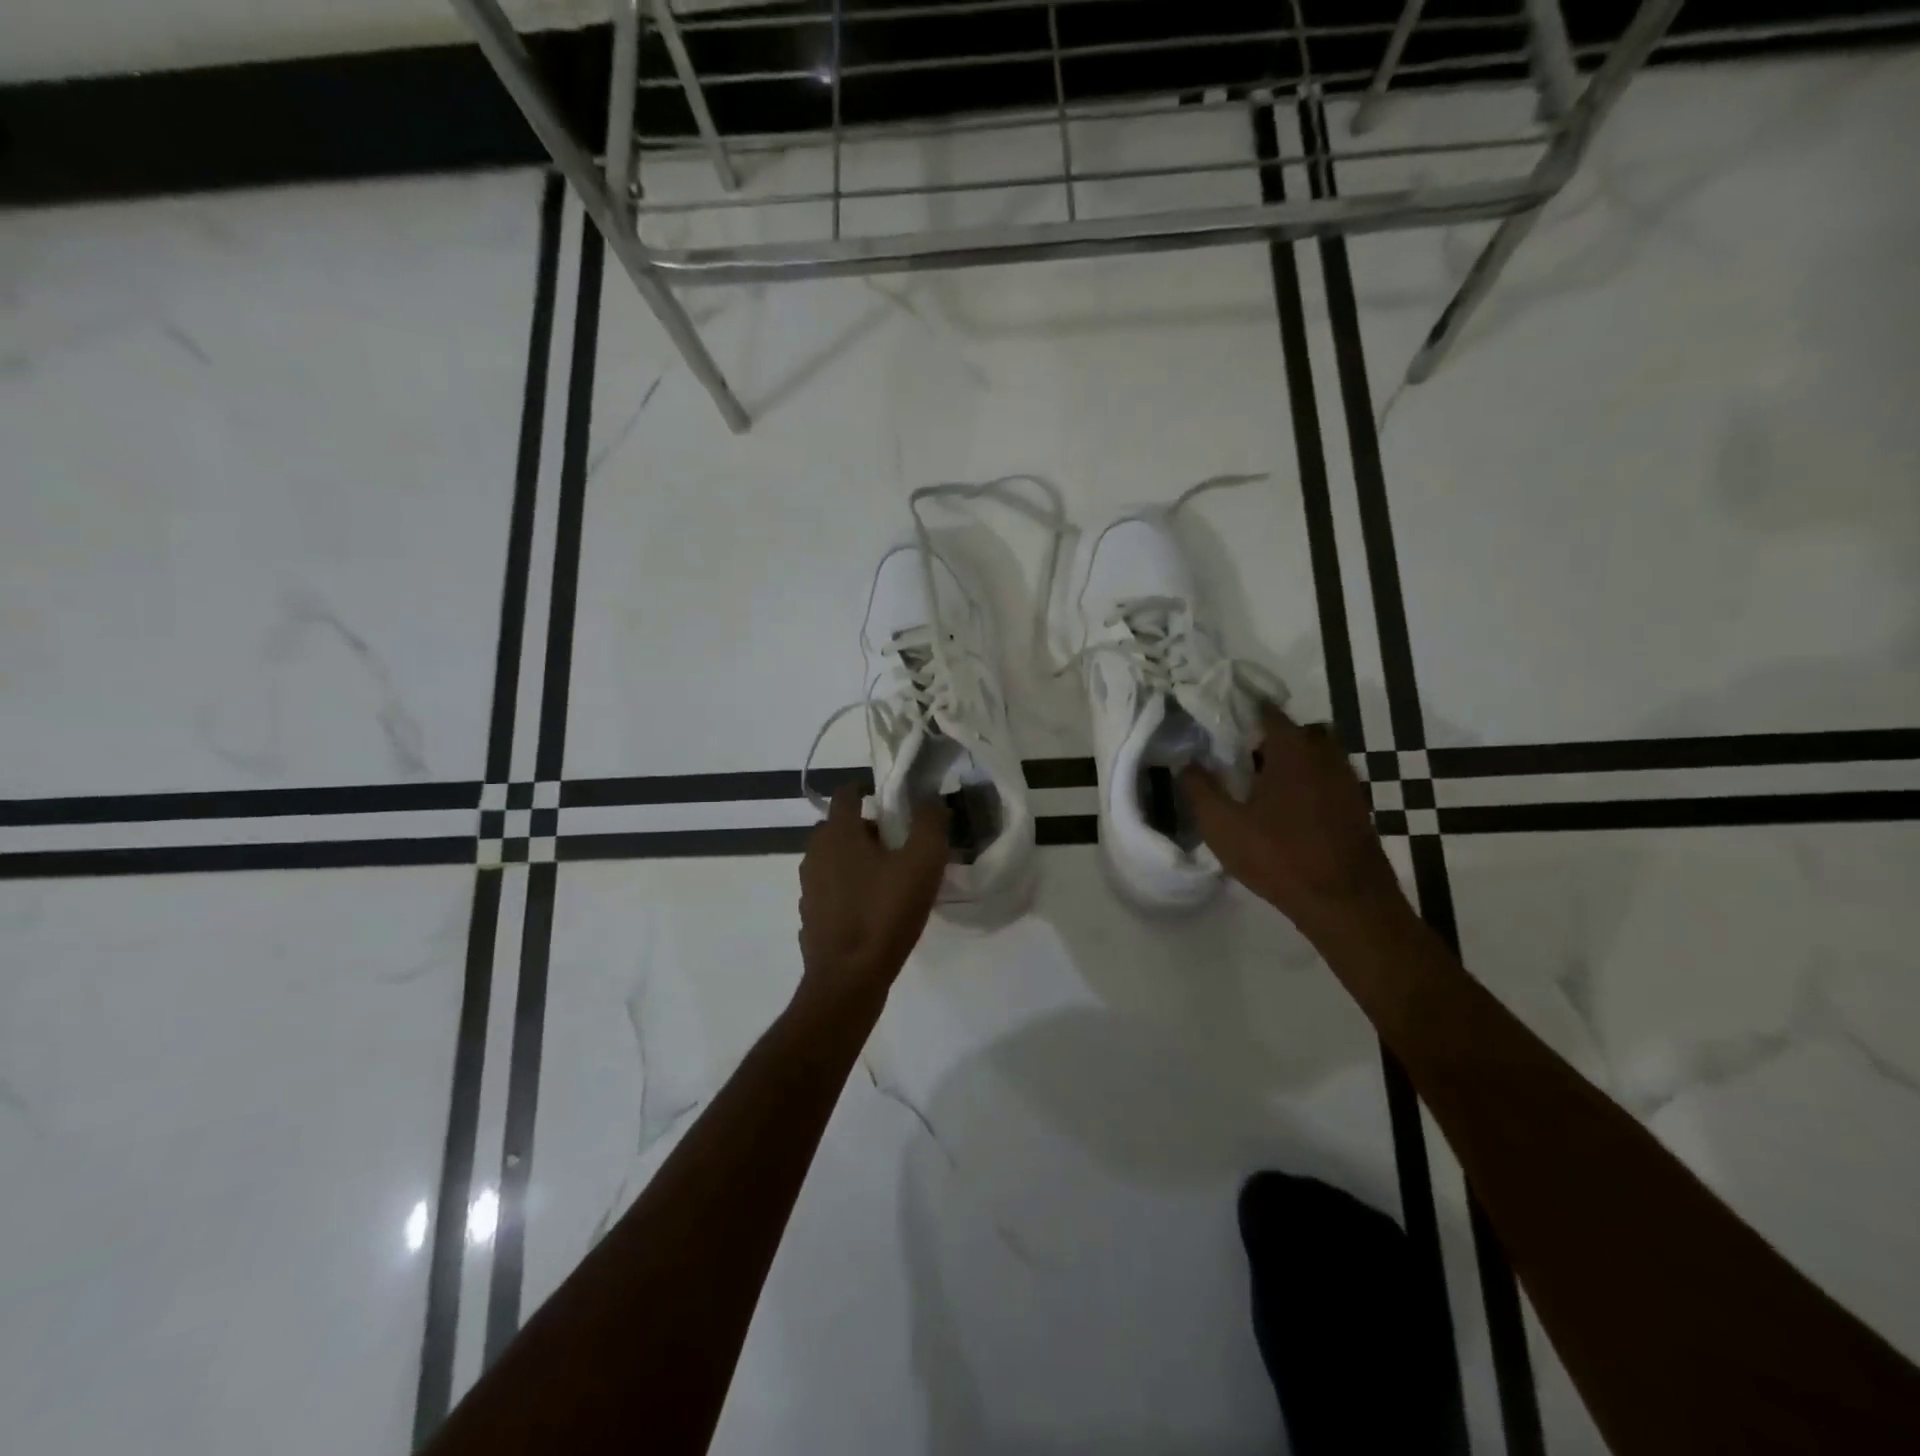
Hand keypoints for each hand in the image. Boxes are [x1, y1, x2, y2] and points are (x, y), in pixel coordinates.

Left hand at [798, 785, 948, 1004]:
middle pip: (840, 827)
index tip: (891, 800)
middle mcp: (815, 853)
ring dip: (857, 859)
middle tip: (899, 842)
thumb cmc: (885, 913)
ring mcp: (808, 886)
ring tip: (889, 877)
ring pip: (834, 859)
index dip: (867, 789)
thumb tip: (931, 798)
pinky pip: (830, 889)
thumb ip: (930, 823)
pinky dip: (848, 888)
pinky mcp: (809, 915)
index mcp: (838, 833)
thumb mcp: (922, 863)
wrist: (848, 979)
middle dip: (867, 828)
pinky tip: (872, 908)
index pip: (846, 793)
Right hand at [1181, 706, 1404, 935]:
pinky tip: (1286, 812)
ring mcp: (1347, 780)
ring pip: (1314, 756)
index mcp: (1292, 748)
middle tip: (1240, 758)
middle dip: (1268, 738)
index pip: (1266, 710)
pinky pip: (1327, 780)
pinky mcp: (1357, 806)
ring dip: (1290, 763)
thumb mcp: (1223, 825)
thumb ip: (1199, 789)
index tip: (1218, 720)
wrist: (1347, 903)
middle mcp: (1325, 754)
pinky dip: (1307, 785)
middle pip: (1295, 731)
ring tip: (1260, 787)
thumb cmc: (1280, 856)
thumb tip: (1186, 762)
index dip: (1240, 710)